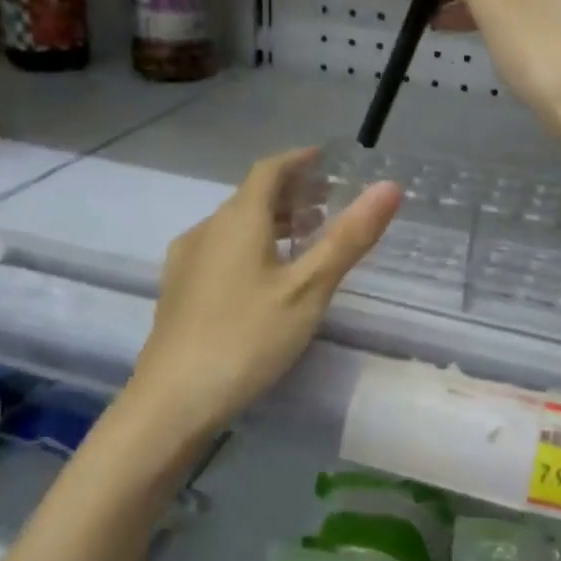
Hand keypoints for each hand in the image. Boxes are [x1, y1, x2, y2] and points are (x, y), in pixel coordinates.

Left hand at [128, 150, 400, 441]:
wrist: (171, 401)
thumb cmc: (247, 338)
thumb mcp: (308, 289)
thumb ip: (348, 237)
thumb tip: (389, 186)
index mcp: (238, 220)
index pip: (269, 170)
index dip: (299, 160)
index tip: (326, 160)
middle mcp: (207, 229)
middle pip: (251, 196)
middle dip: (291, 192)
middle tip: (328, 201)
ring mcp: (187, 260)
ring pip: (235, 225)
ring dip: (272, 221)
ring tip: (306, 236)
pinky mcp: (179, 290)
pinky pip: (221, 249)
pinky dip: (251, 245)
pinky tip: (265, 276)